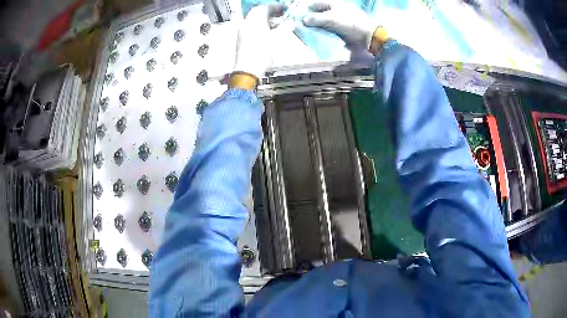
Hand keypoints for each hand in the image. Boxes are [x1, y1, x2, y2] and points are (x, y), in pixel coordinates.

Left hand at [234, 3, 286, 79]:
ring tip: (276, 23)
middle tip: (280, 14)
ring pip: (253, 19)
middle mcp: (245, 23)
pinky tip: (268, 32)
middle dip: (269, 12)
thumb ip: (285, 27)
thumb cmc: (262, 53)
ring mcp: (241, 31)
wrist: (247, 70)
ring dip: (265, 19)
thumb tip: (291, 23)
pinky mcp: (241, 39)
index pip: (264, 7)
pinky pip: (250, 27)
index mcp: (253, 20)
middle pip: (257, 12)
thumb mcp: (277, 38)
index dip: (275, 6)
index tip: (284, 8)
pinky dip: (259, 26)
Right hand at [302, 2, 377, 48]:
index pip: (315, 4)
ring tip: (306, 33)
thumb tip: (302, 20)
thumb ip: (316, 18)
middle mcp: (335, 10)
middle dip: (310, 19)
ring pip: (323, 23)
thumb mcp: (331, 19)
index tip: (297, 17)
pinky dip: (323, 33)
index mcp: (333, 3)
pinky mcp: (342, 30)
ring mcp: (339, 20)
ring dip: (316, 28)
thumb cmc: (350, 23)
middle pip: (318, 13)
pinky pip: (328, 30)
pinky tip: (317, 38)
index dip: (306, 9)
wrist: (368, 37)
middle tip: (300, 27)